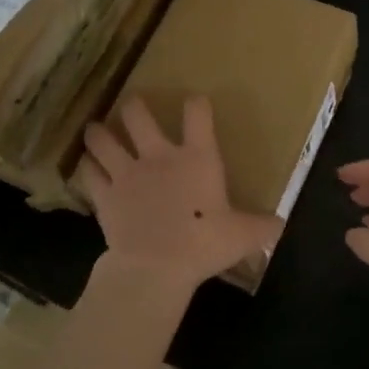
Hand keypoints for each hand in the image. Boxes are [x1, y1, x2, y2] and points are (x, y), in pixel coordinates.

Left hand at [78, 95, 282, 291]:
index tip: (195, 101)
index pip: (197, 115)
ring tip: (96, 128)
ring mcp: (127, 173)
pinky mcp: (105, 195)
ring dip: (99, 132)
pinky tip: (86, 166)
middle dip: (134, 106)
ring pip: (104, 140)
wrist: (156, 267)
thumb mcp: (243, 236)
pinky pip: (89, 173)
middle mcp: (158, 157)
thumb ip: (263, 227)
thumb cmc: (204, 244)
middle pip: (138, 116)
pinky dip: (86, 167)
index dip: (197, 103)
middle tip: (132, 104)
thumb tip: (282, 225)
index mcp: (197, 158)